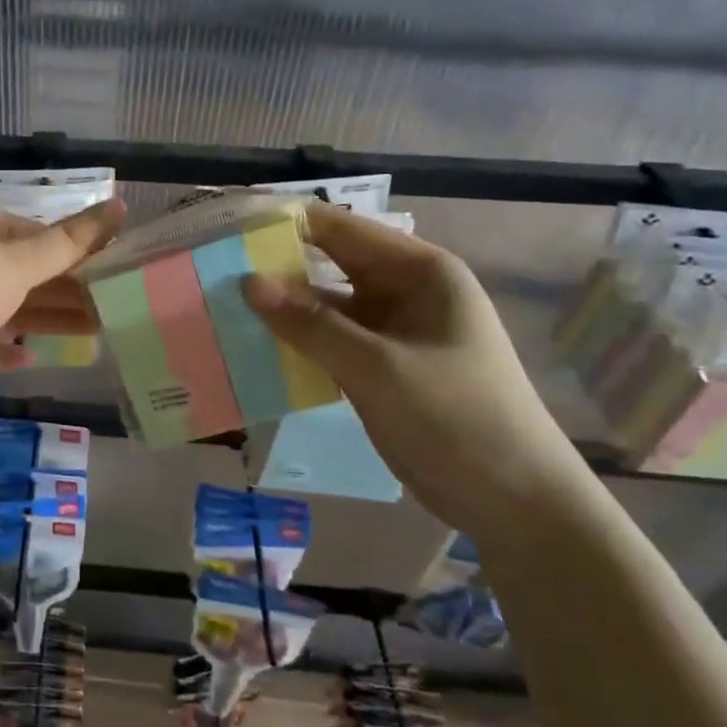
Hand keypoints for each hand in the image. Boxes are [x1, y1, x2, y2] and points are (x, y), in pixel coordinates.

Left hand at [0, 198, 124, 407]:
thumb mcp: (14, 263)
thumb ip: (67, 242)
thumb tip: (118, 204)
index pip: (28, 229)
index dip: (69, 249)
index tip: (106, 271)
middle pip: (15, 271)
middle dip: (60, 291)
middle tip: (106, 310)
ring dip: (38, 322)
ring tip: (87, 337)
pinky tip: (27, 359)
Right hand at [243, 203, 593, 542]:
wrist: (515, 503)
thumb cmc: (457, 419)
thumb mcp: (378, 368)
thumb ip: (310, 324)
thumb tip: (247, 282)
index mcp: (419, 271)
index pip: (340, 228)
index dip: (286, 223)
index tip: (229, 225)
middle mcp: (403, 290)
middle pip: (328, 263)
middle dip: (276, 265)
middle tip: (212, 266)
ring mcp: (390, 331)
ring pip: (324, 305)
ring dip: (281, 307)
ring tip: (219, 304)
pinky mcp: (378, 366)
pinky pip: (328, 341)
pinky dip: (295, 342)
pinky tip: (251, 345)